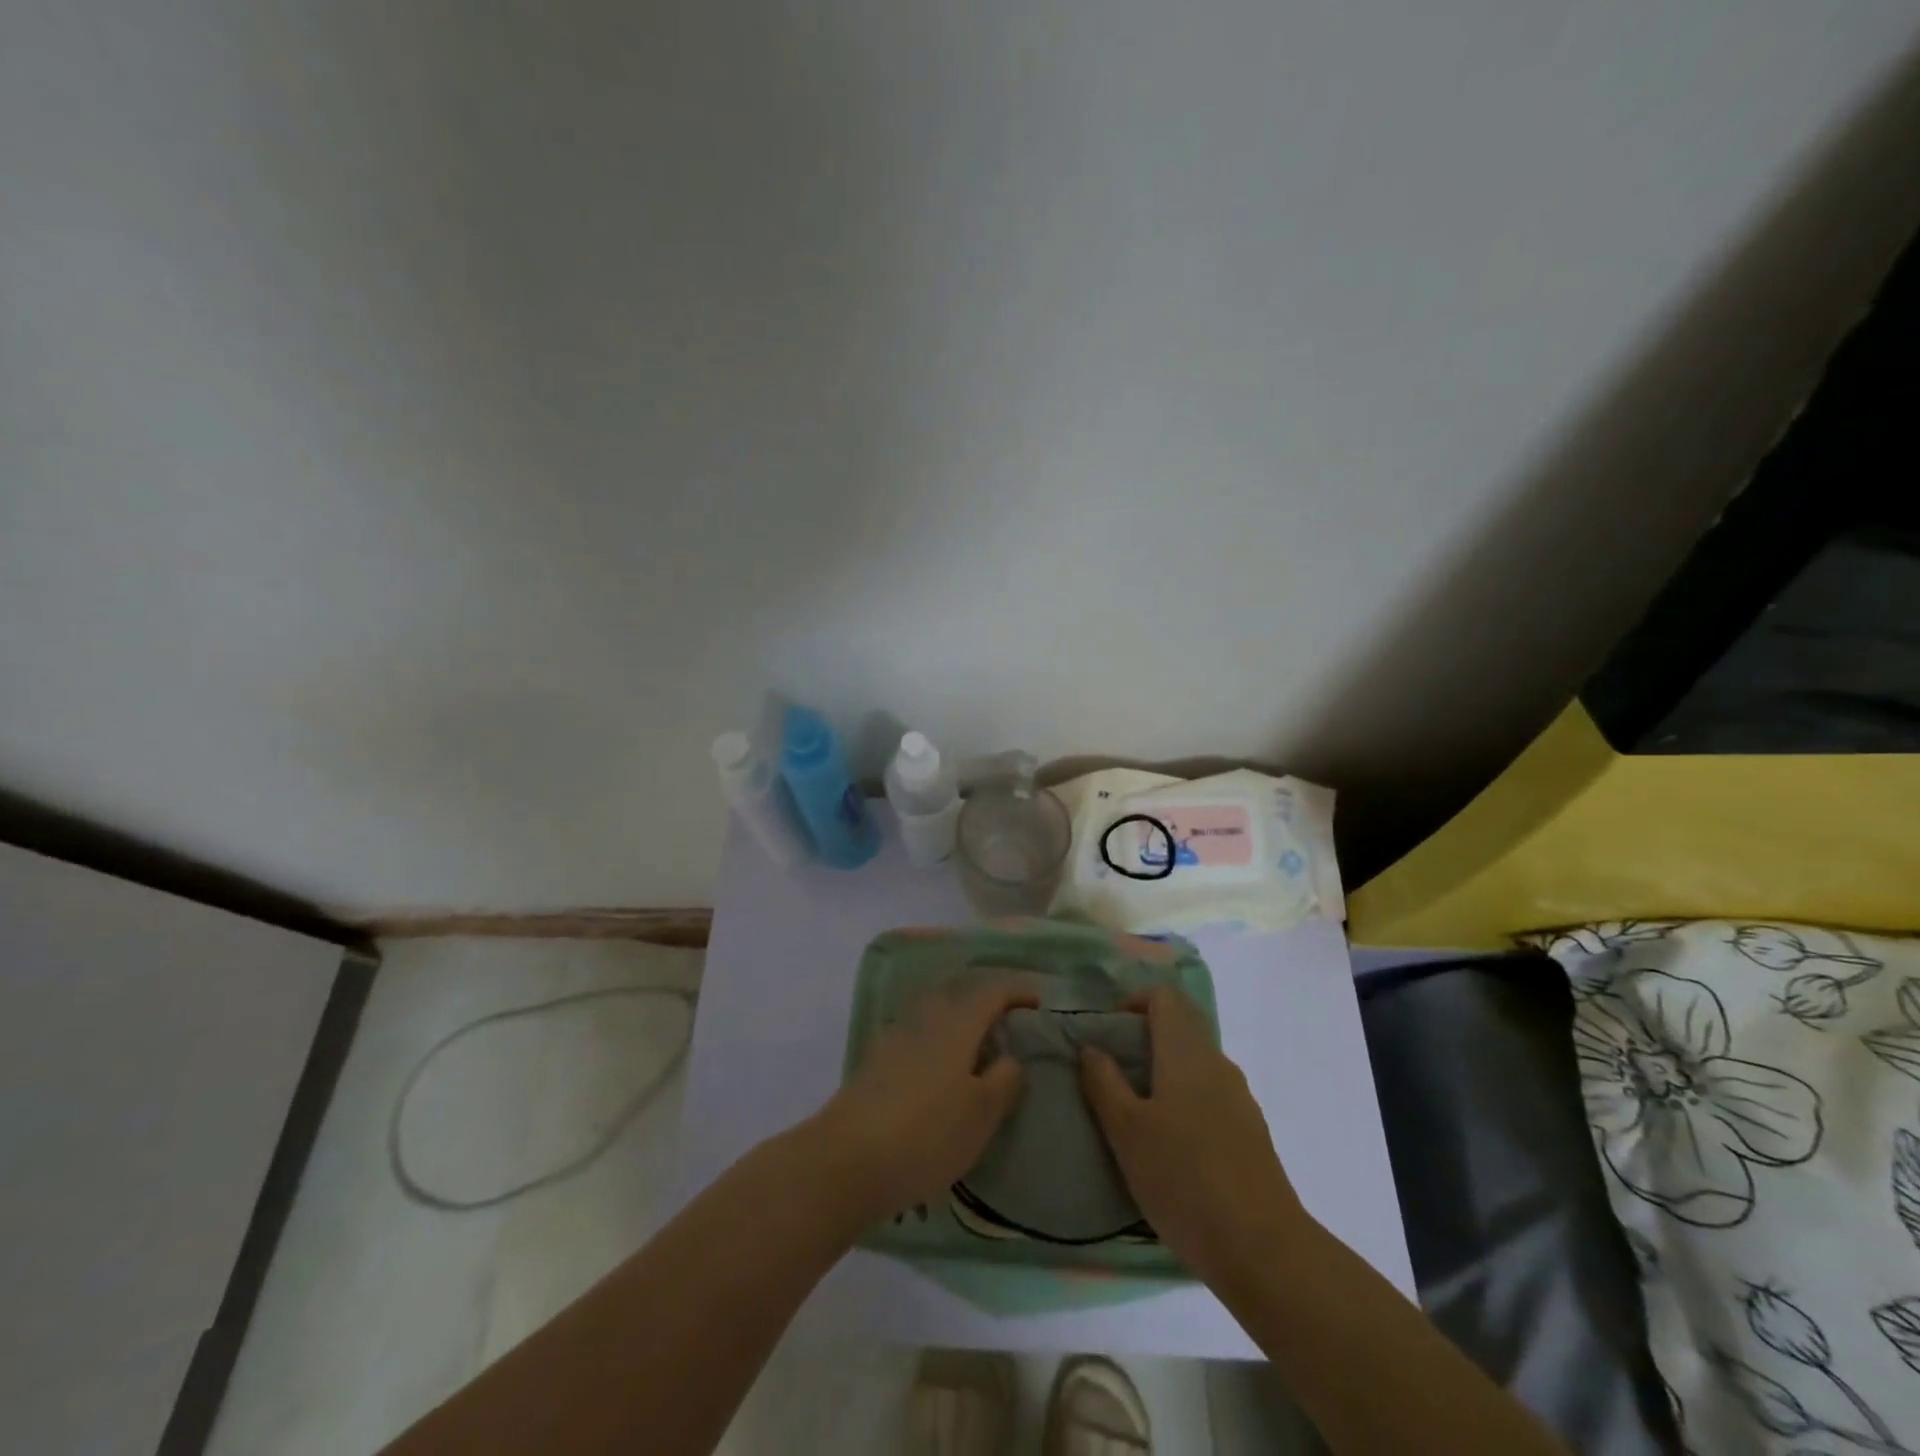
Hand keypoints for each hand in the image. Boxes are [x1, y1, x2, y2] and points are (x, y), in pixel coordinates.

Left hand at [808, 980, 1038, 1223]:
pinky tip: (936, 1077)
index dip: (1016, 992)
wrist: (846, 1160)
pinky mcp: (874, 1064)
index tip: (1037, 1004)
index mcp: (956, 1025)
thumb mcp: (981, 1114)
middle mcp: (924, 1020)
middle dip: (983, 1005)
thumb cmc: (926, 1135)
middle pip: (958, 997)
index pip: (990, 992)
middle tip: (1005, 1028)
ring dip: (956, 1025)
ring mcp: (894, 1039)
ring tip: (974, 1055)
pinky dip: (933, 1047)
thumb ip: (1004, 1080)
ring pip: (933, 1018)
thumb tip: (1009, 1057)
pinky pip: (914, 1040)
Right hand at [1080, 985, 1308, 1278]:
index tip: (1107, 1032)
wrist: (1264, 1250)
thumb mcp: (1126, 1132)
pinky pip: (1210, 1096)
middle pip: (1182, 1026)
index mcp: (1187, 1053)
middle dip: (1144, 1037)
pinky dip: (1184, 1100)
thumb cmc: (1184, 1179)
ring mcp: (1240, 1099)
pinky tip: (1170, 1146)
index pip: (1165, 997)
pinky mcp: (1251, 1133)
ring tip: (1134, 1112)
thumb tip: (1091, 1047)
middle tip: (1112, 1071)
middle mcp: (1217, 1064)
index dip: (1133, 1002)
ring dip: (1163, 1071)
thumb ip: (1104, 1083)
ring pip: (1196, 1063)